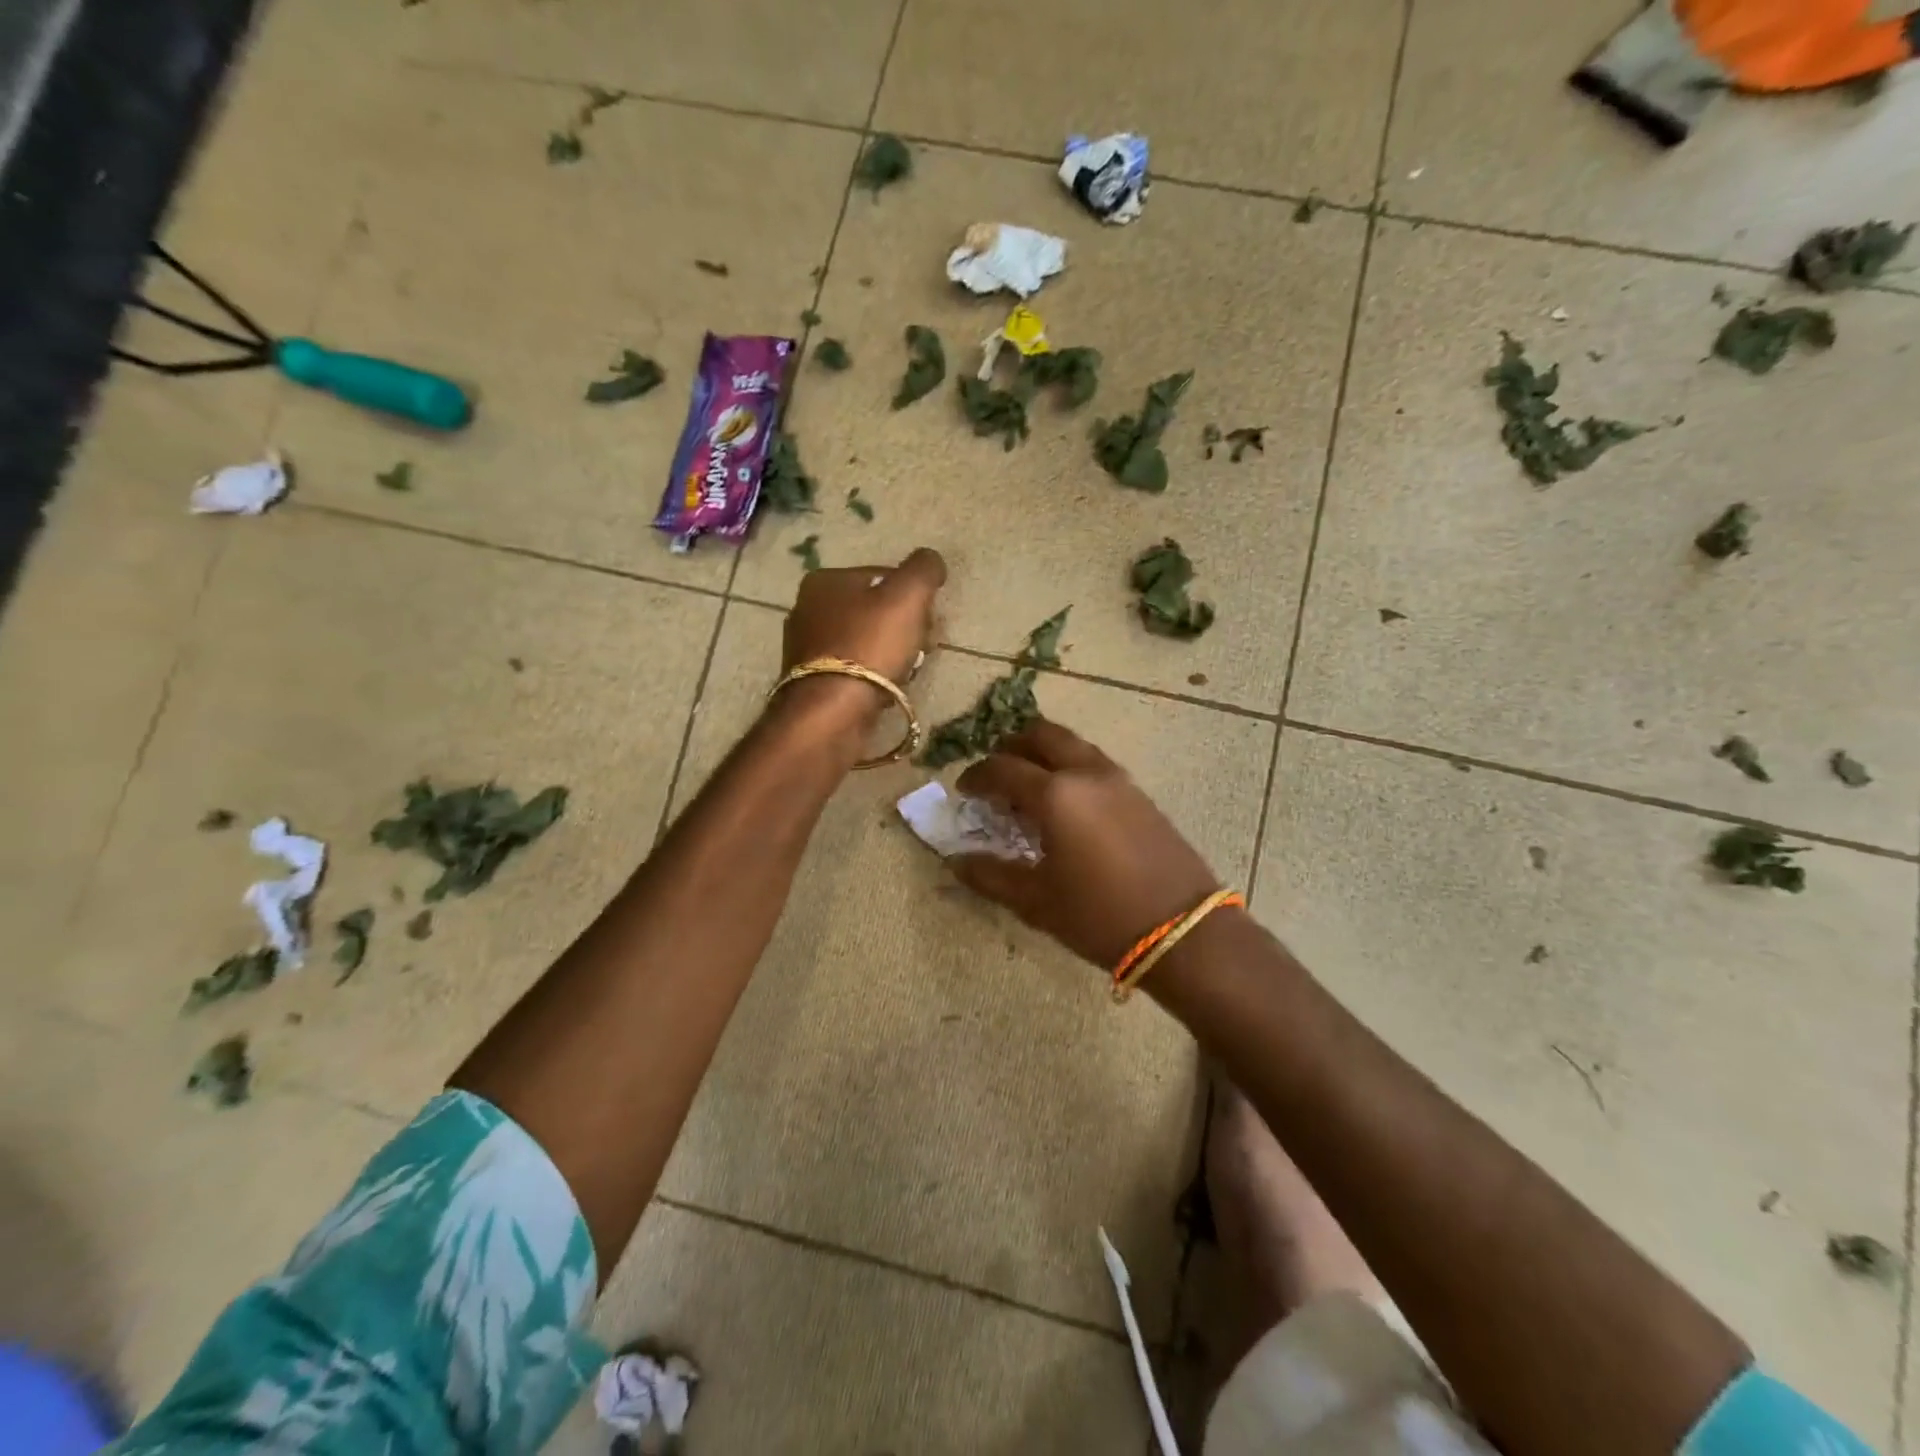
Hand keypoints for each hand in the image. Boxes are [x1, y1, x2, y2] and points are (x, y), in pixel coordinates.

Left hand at [777, 547, 945, 733]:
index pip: (882, 577)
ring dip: (893, 652)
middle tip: (925, 645)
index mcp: (825, 580)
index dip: (913, 595)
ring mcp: (806, 648)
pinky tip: (888, 688)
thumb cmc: (870, 645)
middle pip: (874, 610)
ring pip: (866, 641)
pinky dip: (875, 675)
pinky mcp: (812, 682)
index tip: (931, 618)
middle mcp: (808, 609)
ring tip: (910, 670)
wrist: (832, 711)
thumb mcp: (907, 596)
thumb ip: (923, 570)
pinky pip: (854, 669)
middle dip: (905, 626)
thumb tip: (931, 560)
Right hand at [948, 720, 1221, 972]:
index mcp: (1055, 795)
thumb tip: (956, 861)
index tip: (963, 791)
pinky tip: (1067, 804)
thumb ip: (990, 876)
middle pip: (1041, 735)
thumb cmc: (1099, 916)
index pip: (1002, 768)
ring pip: (1072, 745)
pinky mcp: (1140, 793)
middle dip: (1012, 746)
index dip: (976, 776)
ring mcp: (1118, 779)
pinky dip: (1070, 767)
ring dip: (1044, 753)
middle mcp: (1085, 773)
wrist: (1183, 930)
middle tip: (996, 773)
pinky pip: (1094, 762)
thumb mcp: (1036, 902)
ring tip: (1030, 785)